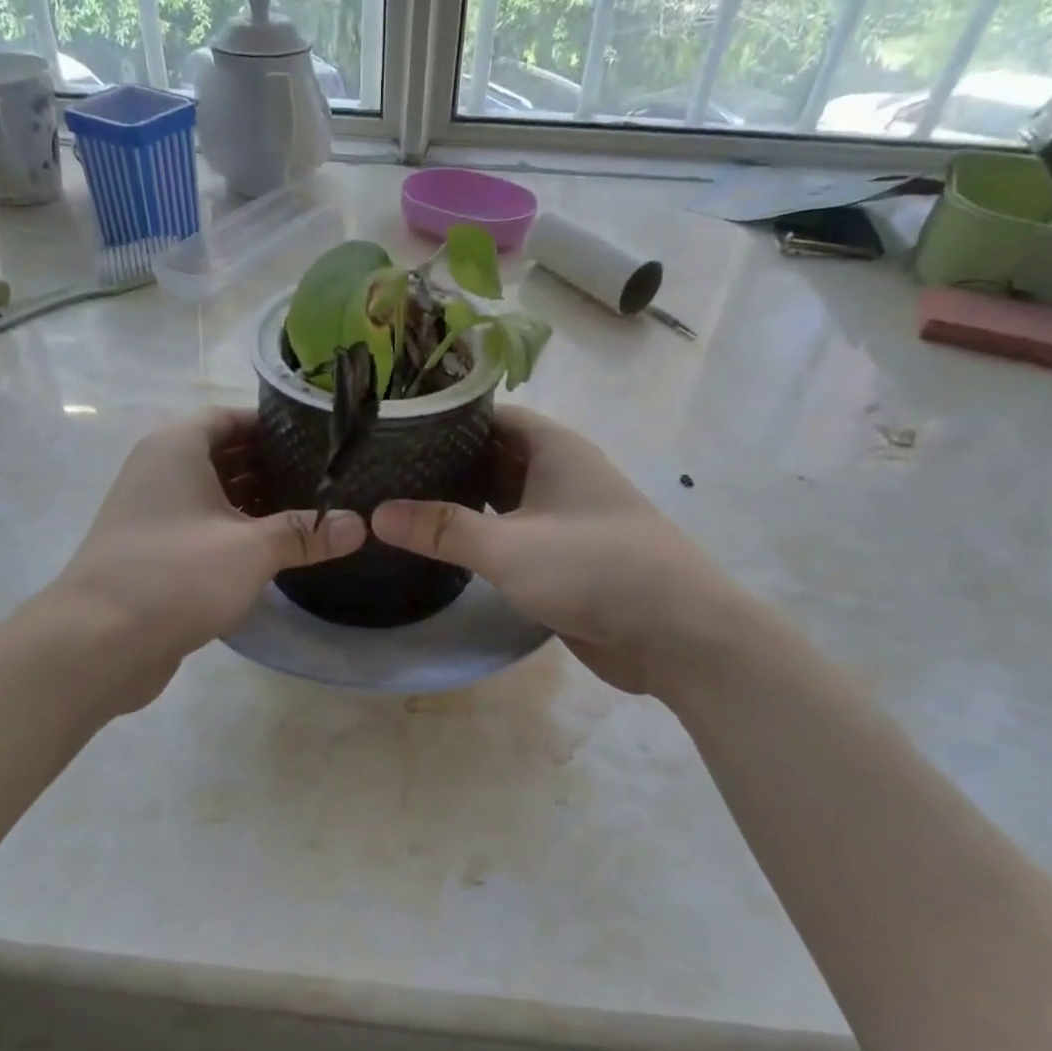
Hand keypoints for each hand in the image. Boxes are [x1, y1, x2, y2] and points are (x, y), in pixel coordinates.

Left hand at [45, 408, 364, 708]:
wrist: (98, 643)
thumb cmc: (176, 575)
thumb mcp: (252, 550)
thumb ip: (306, 533)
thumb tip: (359, 525)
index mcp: (176, 448)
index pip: (229, 417)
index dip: (273, 425)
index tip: (319, 441)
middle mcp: (159, 470)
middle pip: (223, 454)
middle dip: (271, 466)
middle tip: (325, 479)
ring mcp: (152, 513)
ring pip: (213, 495)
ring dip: (255, 502)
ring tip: (309, 513)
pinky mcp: (153, 552)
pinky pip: (202, 527)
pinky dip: (234, 531)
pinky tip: (272, 550)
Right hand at [371, 407, 744, 693]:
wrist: (674, 634)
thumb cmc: (594, 568)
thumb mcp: (508, 545)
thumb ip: (442, 529)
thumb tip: (377, 513)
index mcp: (554, 449)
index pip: (490, 416)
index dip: (444, 418)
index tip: (392, 428)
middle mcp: (559, 475)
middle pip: (491, 457)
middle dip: (443, 463)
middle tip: (383, 472)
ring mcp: (562, 519)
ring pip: (500, 499)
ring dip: (459, 504)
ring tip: (399, 505)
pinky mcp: (562, 559)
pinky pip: (511, 536)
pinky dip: (479, 538)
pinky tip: (441, 547)